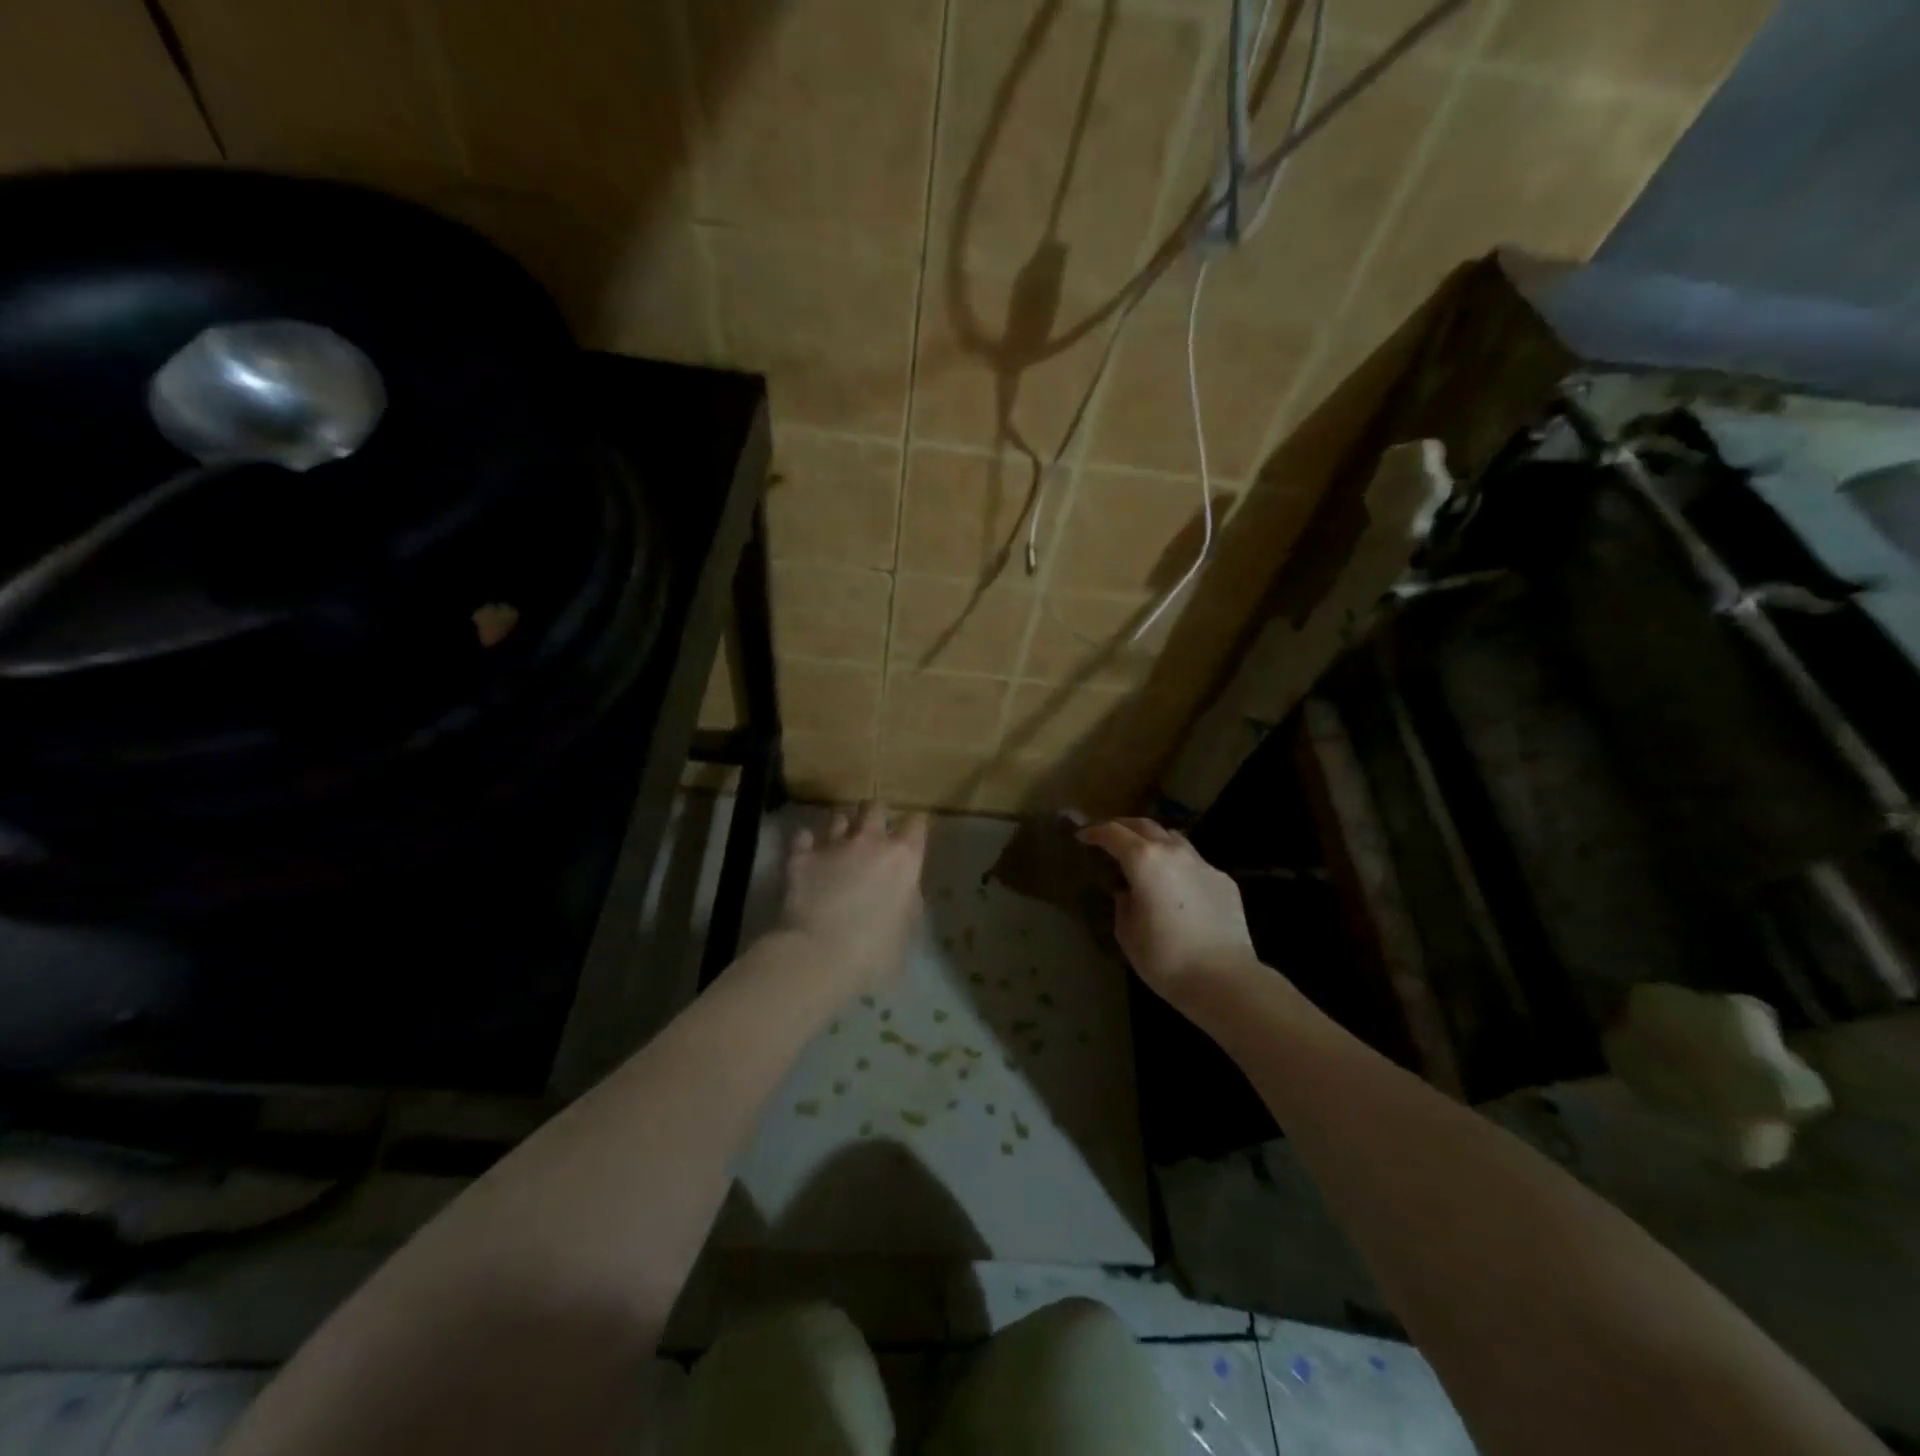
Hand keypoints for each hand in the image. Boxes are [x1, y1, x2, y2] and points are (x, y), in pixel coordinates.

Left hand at [779, 801, 928, 997]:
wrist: (819, 955)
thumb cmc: (875, 952)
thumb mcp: (907, 930)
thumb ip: (908, 902)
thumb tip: (904, 891)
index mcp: (903, 858)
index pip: (917, 824)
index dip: (914, 826)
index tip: (912, 835)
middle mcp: (870, 841)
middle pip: (875, 807)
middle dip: (875, 814)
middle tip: (873, 831)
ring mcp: (833, 845)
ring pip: (838, 816)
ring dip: (841, 826)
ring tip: (839, 841)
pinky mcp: (800, 857)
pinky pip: (804, 836)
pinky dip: (807, 842)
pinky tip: (808, 852)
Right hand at [1079, 818, 1259, 1004]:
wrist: (1225, 979)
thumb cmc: (1166, 958)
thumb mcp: (1127, 934)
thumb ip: (1123, 904)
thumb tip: (1128, 893)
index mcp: (1144, 860)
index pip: (1113, 833)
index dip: (1095, 832)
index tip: (1083, 837)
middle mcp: (1174, 852)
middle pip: (1145, 825)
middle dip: (1123, 827)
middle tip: (1110, 837)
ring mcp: (1203, 863)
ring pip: (1173, 838)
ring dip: (1154, 840)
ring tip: (1144, 856)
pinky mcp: (1223, 880)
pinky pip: (1194, 862)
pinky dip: (1178, 864)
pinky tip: (1176, 886)